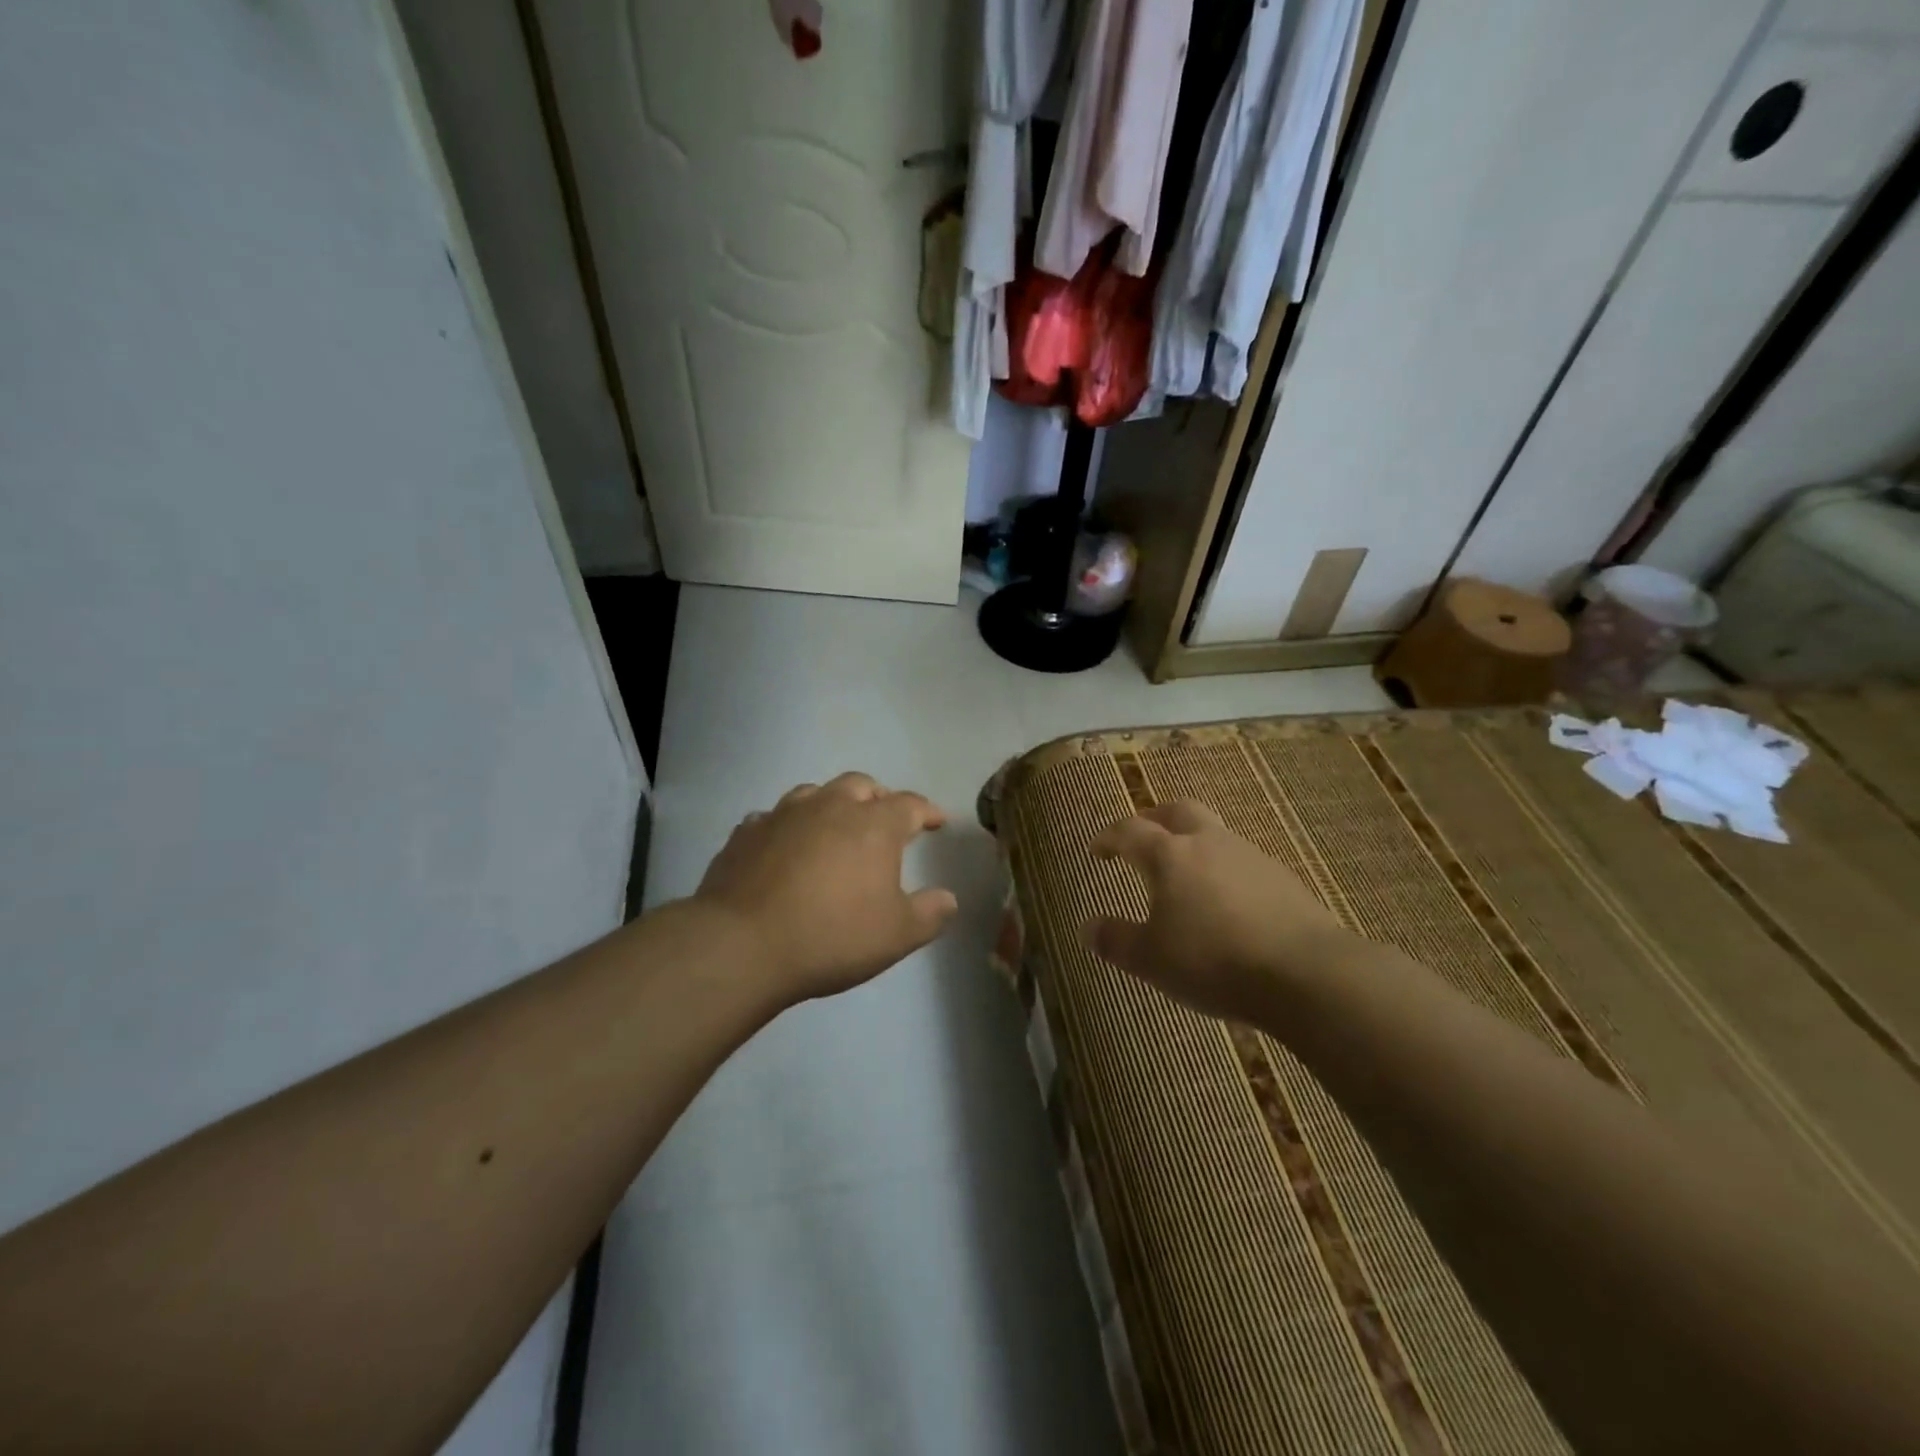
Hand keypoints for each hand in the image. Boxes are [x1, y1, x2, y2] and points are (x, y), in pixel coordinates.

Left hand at [692, 772, 958, 1004]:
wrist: (743, 944)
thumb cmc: (832, 936)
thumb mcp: (897, 935)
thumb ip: (930, 913)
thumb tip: (948, 898)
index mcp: (873, 825)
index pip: (910, 805)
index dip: (927, 811)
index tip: (937, 821)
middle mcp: (830, 807)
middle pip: (861, 785)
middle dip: (878, 798)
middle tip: (884, 819)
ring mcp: (783, 814)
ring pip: (815, 792)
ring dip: (831, 804)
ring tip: (834, 826)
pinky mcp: (746, 832)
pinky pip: (773, 817)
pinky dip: (788, 826)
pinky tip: (784, 846)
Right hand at [1084, 800, 1351, 1021]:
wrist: (1306, 973)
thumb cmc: (1213, 961)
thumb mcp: (1151, 960)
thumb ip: (1115, 940)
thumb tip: (1088, 926)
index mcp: (1169, 855)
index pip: (1130, 831)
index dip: (1110, 837)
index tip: (1098, 849)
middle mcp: (1208, 843)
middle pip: (1178, 811)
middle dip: (1155, 818)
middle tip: (1142, 835)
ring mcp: (1250, 856)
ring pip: (1214, 833)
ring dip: (1194, 842)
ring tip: (1186, 873)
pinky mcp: (1283, 877)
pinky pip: (1243, 861)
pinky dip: (1224, 869)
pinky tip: (1227, 900)